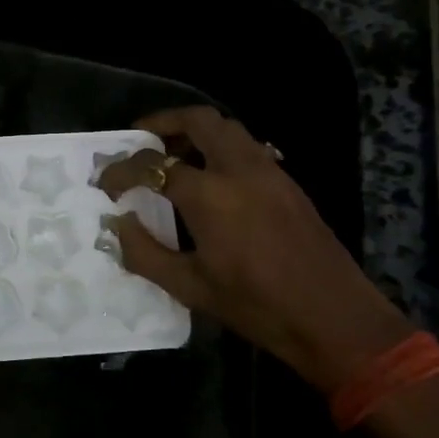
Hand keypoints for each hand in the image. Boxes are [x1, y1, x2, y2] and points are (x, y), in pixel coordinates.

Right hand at [102, 106, 412, 391]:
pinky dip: (220, 146)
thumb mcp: (190, 287)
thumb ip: (145, 253)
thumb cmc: (256, 306)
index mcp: (210, 195)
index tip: (105, 181)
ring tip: (172, 155)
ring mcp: (269, 171)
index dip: (122, 170)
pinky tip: (210, 177)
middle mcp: (239, 169)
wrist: (333, 317)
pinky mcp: (287, 182)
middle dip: (163, 123)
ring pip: (228, 128)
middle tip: (140, 140)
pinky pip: (247, 146)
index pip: (154, 166)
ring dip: (195, 131)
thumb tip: (119, 223)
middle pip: (198, 120)